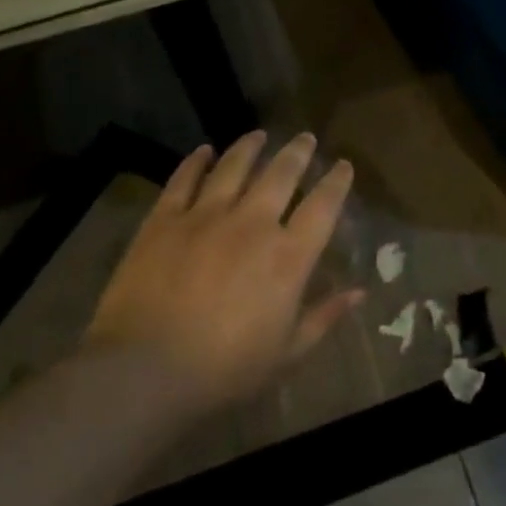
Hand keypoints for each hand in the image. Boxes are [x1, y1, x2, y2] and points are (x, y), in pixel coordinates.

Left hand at [85, 131, 363, 412]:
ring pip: (234, 166)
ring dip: (250, 147)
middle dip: (298, 152)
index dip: (336, 182)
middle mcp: (253, 223)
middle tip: (305, 137)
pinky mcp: (164, 220)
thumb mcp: (287, 354)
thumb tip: (360, 292)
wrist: (145, 371)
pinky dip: (196, 162)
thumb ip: (324, 317)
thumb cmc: (225, 369)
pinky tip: (204, 151)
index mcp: (288, 256)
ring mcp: (206, 216)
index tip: (343, 165)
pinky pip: (184, 180)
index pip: (322, 206)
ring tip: (259, 135)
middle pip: (281, 174)